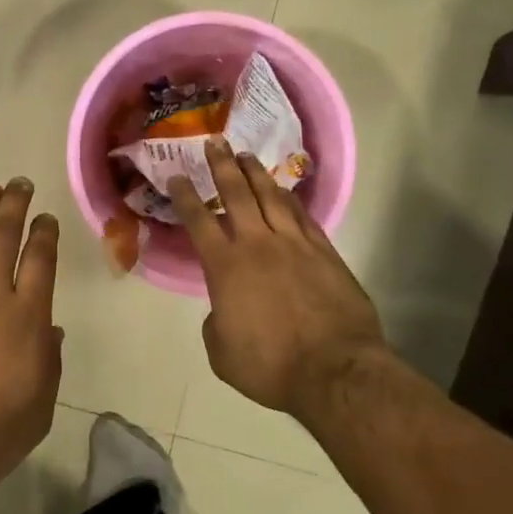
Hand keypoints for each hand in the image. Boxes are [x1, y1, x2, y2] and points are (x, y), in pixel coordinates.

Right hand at [167, 139, 386, 417]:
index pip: (199, 220)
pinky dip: (291, 200)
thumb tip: (224, 310)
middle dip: (223, 166)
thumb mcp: (222, 352)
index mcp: (226, 266)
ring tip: (247, 156)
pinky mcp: (325, 253)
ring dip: (257, 174)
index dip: (185, 196)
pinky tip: (285, 192)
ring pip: (272, 197)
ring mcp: (295, 245)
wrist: (335, 371)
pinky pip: (303, 217)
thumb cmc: (271, 366)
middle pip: (237, 194)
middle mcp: (258, 244)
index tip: (177, 175)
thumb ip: (216, 323)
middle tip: (216, 142)